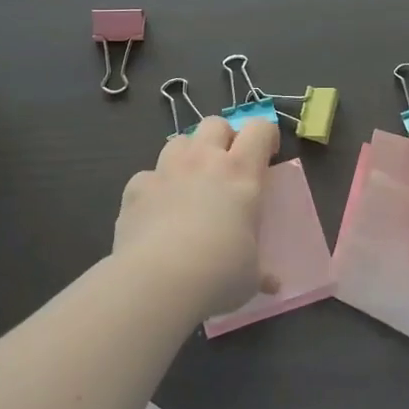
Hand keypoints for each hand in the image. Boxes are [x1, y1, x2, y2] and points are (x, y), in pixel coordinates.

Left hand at [114, 117, 279, 316]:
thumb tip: (272, 284)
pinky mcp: (135, 188)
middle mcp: (204, 161)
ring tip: (190, 184)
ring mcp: (166, 170)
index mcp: (241, 174)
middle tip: (226, 168)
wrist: (157, 282)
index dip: (265, 137)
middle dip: (224, 138)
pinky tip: (156, 213)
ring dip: (188, 155)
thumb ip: (260, 271)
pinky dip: (154, 188)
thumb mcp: (250, 275)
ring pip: (179, 141)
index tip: (266, 158)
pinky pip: (148, 175)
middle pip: (215, 124)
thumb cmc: (219, 274)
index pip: (259, 129)